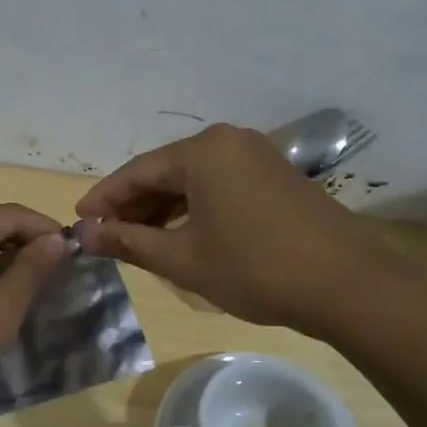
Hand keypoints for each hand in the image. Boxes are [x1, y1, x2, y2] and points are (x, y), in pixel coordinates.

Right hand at [75, 123, 423, 336]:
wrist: (347, 284)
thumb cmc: (255, 268)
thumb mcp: (183, 259)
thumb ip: (130, 242)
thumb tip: (86, 235)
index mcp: (202, 152)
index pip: (136, 171)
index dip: (104, 199)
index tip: (79, 223)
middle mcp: (228, 142)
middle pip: (165, 171)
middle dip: (133, 204)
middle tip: (105, 235)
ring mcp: (257, 156)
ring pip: (193, 179)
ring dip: (163, 208)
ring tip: (137, 239)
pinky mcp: (276, 176)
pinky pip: (219, 185)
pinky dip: (194, 207)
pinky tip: (180, 233)